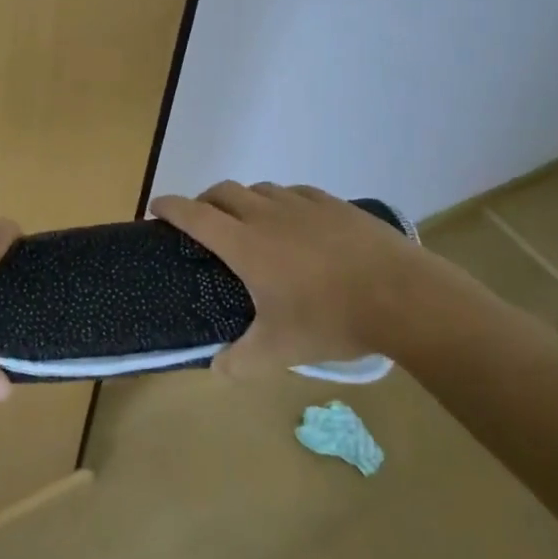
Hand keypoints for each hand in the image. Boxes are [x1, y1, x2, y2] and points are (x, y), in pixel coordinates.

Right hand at [149, 181, 498, 376]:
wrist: (402, 295)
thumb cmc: (331, 319)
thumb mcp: (280, 350)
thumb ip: (240, 362)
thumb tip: (216, 369)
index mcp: (245, 243)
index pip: (194, 214)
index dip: (170, 207)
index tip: (155, 207)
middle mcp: (267, 214)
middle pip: (222, 192)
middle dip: (203, 201)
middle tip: (202, 223)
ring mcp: (302, 204)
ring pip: (259, 189)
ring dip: (243, 201)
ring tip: (249, 224)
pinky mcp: (333, 203)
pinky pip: (293, 193)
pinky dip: (279, 202)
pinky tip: (293, 222)